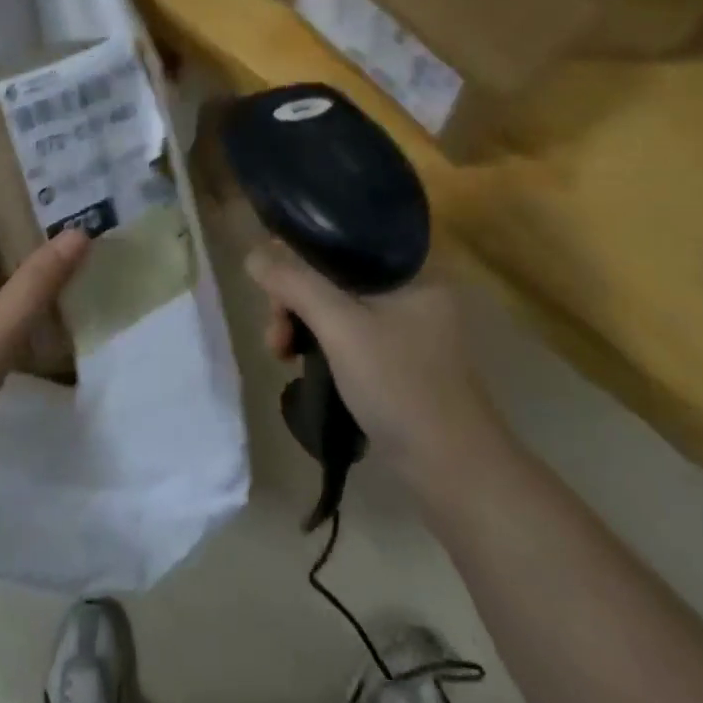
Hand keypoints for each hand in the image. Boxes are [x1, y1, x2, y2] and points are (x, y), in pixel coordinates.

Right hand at [248, 238, 503, 488]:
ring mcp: (405, 322)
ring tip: (281, 354)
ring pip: (336, 303)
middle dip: (295, 297)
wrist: (450, 468)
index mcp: (412, 265)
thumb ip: (295, 284)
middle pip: (333, 271)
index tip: (272, 282)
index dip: (299, 249)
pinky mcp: (396, 354)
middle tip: (276, 332)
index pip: (343, 235)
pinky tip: (299, 362)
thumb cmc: (399, 384)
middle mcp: (410, 285)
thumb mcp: (340, 327)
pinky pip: (347, 330)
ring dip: (302, 322)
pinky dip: (320, 341)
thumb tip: (252, 255)